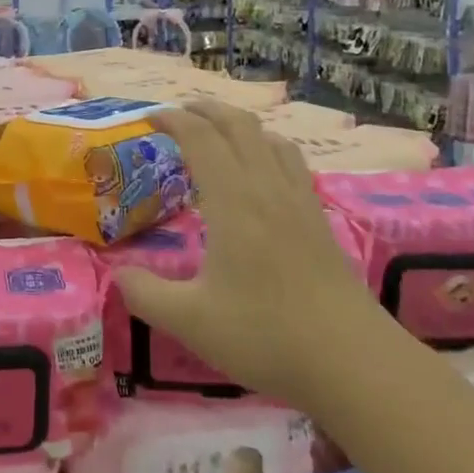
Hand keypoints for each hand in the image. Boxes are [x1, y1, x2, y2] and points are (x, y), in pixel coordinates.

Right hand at [116, 100, 371, 400]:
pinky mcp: (320, 220)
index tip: (149, 118)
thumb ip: (146, 295)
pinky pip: (292, 162)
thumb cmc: (267, 336)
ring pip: (270, 139)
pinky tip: (263, 170)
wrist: (355, 363)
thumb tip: (118, 275)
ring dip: (239, 124)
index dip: (173, 120)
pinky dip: (267, 146)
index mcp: (233, 202)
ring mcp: (299, 201)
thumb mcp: (191, 322)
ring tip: (218, 132)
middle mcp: (267, 189)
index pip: (201, 139)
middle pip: (238, 126)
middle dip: (206, 109)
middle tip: (179, 113)